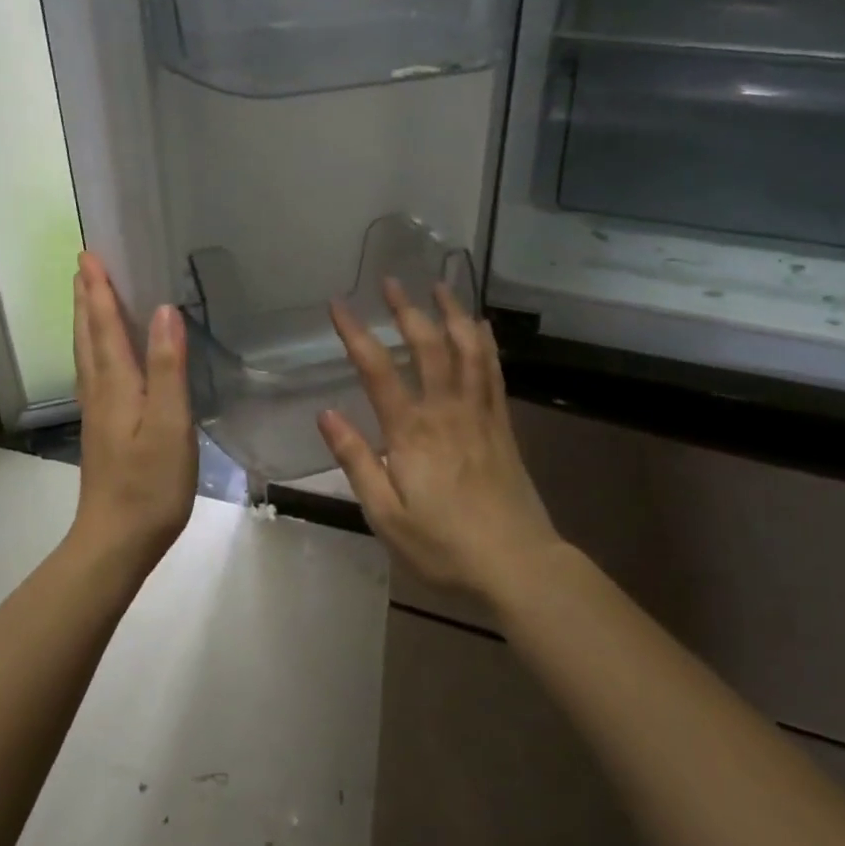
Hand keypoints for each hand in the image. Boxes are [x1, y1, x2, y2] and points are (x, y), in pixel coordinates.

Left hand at [71, 253, 196, 570]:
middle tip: (83, 264)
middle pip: (89, 335)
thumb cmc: (150, 483)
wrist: (116, 541)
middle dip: (87, 297)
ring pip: (87, 353)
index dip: (100, 290)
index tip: (89, 255)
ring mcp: (97, 412)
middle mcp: (100, 391)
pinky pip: (93, 371)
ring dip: (86, 319)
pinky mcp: (102, 429)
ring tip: (87, 296)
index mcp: (116, 384)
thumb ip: (167, 367)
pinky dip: (93, 347)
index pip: (105, 326)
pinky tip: (100, 355)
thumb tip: (164, 310)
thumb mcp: (169, 424)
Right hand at [319, 280, 558, 604]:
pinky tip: (481, 325)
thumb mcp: (386, 515)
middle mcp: (446, 410)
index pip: (377, 370)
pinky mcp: (502, 424)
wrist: (518, 565)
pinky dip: (486, 342)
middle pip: (427, 346)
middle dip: (407, 309)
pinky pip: (494, 371)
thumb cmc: (444, 546)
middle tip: (391, 280)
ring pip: (467, 349)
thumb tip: (325, 414)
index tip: (338, 304)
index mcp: (411, 432)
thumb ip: (356, 461)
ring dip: (451, 312)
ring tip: (440, 285)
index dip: (356, 333)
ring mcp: (479, 413)